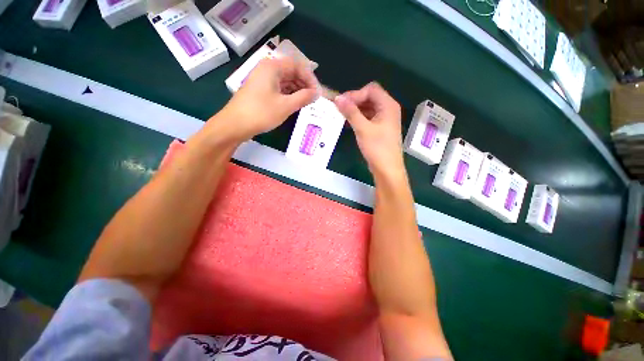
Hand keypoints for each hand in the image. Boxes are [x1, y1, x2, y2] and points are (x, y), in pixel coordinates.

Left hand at [216, 57, 319, 142]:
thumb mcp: (286, 106)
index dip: (310, 78)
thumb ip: (303, 98)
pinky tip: (295, 104)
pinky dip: (288, 95)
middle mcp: (267, 69)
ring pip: (285, 81)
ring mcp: (262, 80)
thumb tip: (317, 93)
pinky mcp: (260, 91)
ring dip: (297, 90)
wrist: (235, 125)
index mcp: (272, 67)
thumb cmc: (261, 113)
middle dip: (304, 84)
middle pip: (291, 72)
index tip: (317, 92)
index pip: (297, 66)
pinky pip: (278, 89)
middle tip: (313, 99)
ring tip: (306, 102)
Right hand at [334, 82, 404, 177]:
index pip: (370, 90)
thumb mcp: (363, 129)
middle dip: (354, 101)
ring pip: (367, 108)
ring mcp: (384, 119)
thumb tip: (338, 98)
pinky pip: (368, 118)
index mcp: (388, 105)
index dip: (355, 94)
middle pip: (369, 97)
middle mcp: (388, 109)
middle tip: (339, 109)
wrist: (387, 169)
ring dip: (354, 111)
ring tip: (341, 116)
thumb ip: (351, 112)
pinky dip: (358, 119)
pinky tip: (347, 124)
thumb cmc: (377, 148)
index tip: (341, 103)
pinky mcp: (379, 128)